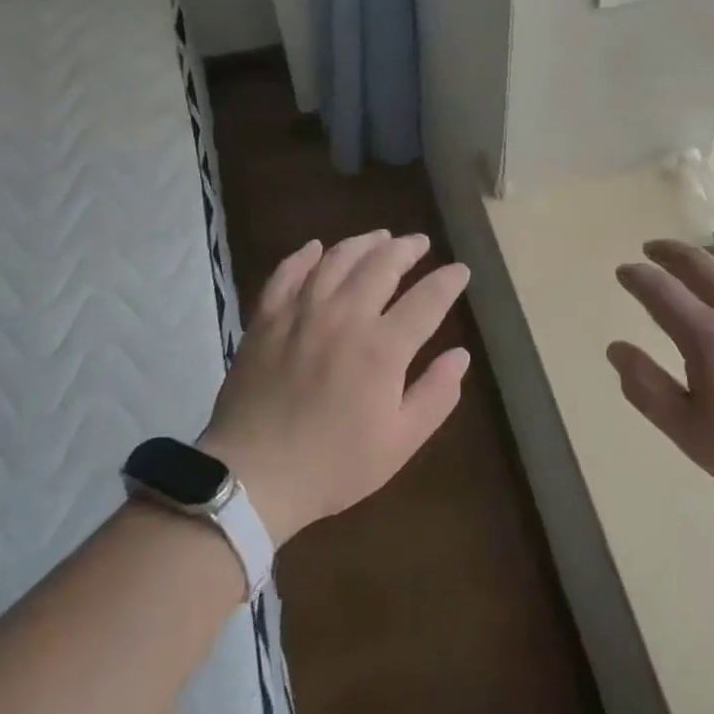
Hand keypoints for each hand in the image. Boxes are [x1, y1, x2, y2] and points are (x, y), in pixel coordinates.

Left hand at [199, 231, 471, 546]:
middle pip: (382, 264)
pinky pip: (287, 273)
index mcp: (382, 348)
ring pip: (337, 259)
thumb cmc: (333, 465)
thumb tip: (461, 355)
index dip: (448, 281)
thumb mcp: (399, 442)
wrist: (252, 476)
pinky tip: (316, 248)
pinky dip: (304, 256)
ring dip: (363, 243)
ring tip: (380, 237)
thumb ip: (436, 394)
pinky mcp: (266, 318)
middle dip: (407, 248)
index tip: (461, 270)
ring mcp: (301, 312)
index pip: (427, 299)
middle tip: (420, 243)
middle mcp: (344, 316)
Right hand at [608, 240, 713, 521]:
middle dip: (669, 252)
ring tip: (699, 254)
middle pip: (699, 263)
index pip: (660, 290)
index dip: (637, 276)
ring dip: (712, 252)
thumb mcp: (690, 433)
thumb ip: (647, 388)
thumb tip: (616, 349)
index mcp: (707, 336)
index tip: (623, 271)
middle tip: (653, 250)